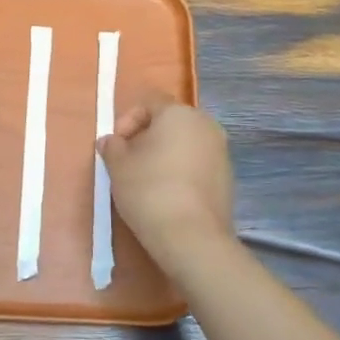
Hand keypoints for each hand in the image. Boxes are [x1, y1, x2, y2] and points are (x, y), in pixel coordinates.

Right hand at [98, 99, 236, 265]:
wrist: (192, 237)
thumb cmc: (149, 190)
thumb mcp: (118, 166)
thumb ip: (112, 147)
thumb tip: (111, 141)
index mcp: (179, 113)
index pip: (149, 102)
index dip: (127, 119)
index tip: (116, 145)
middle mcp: (206, 125)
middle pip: (170, 121)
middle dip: (146, 136)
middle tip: (128, 160)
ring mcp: (221, 151)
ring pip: (185, 143)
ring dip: (165, 154)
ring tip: (146, 179)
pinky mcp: (228, 178)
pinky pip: (198, 164)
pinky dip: (181, 171)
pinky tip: (167, 194)